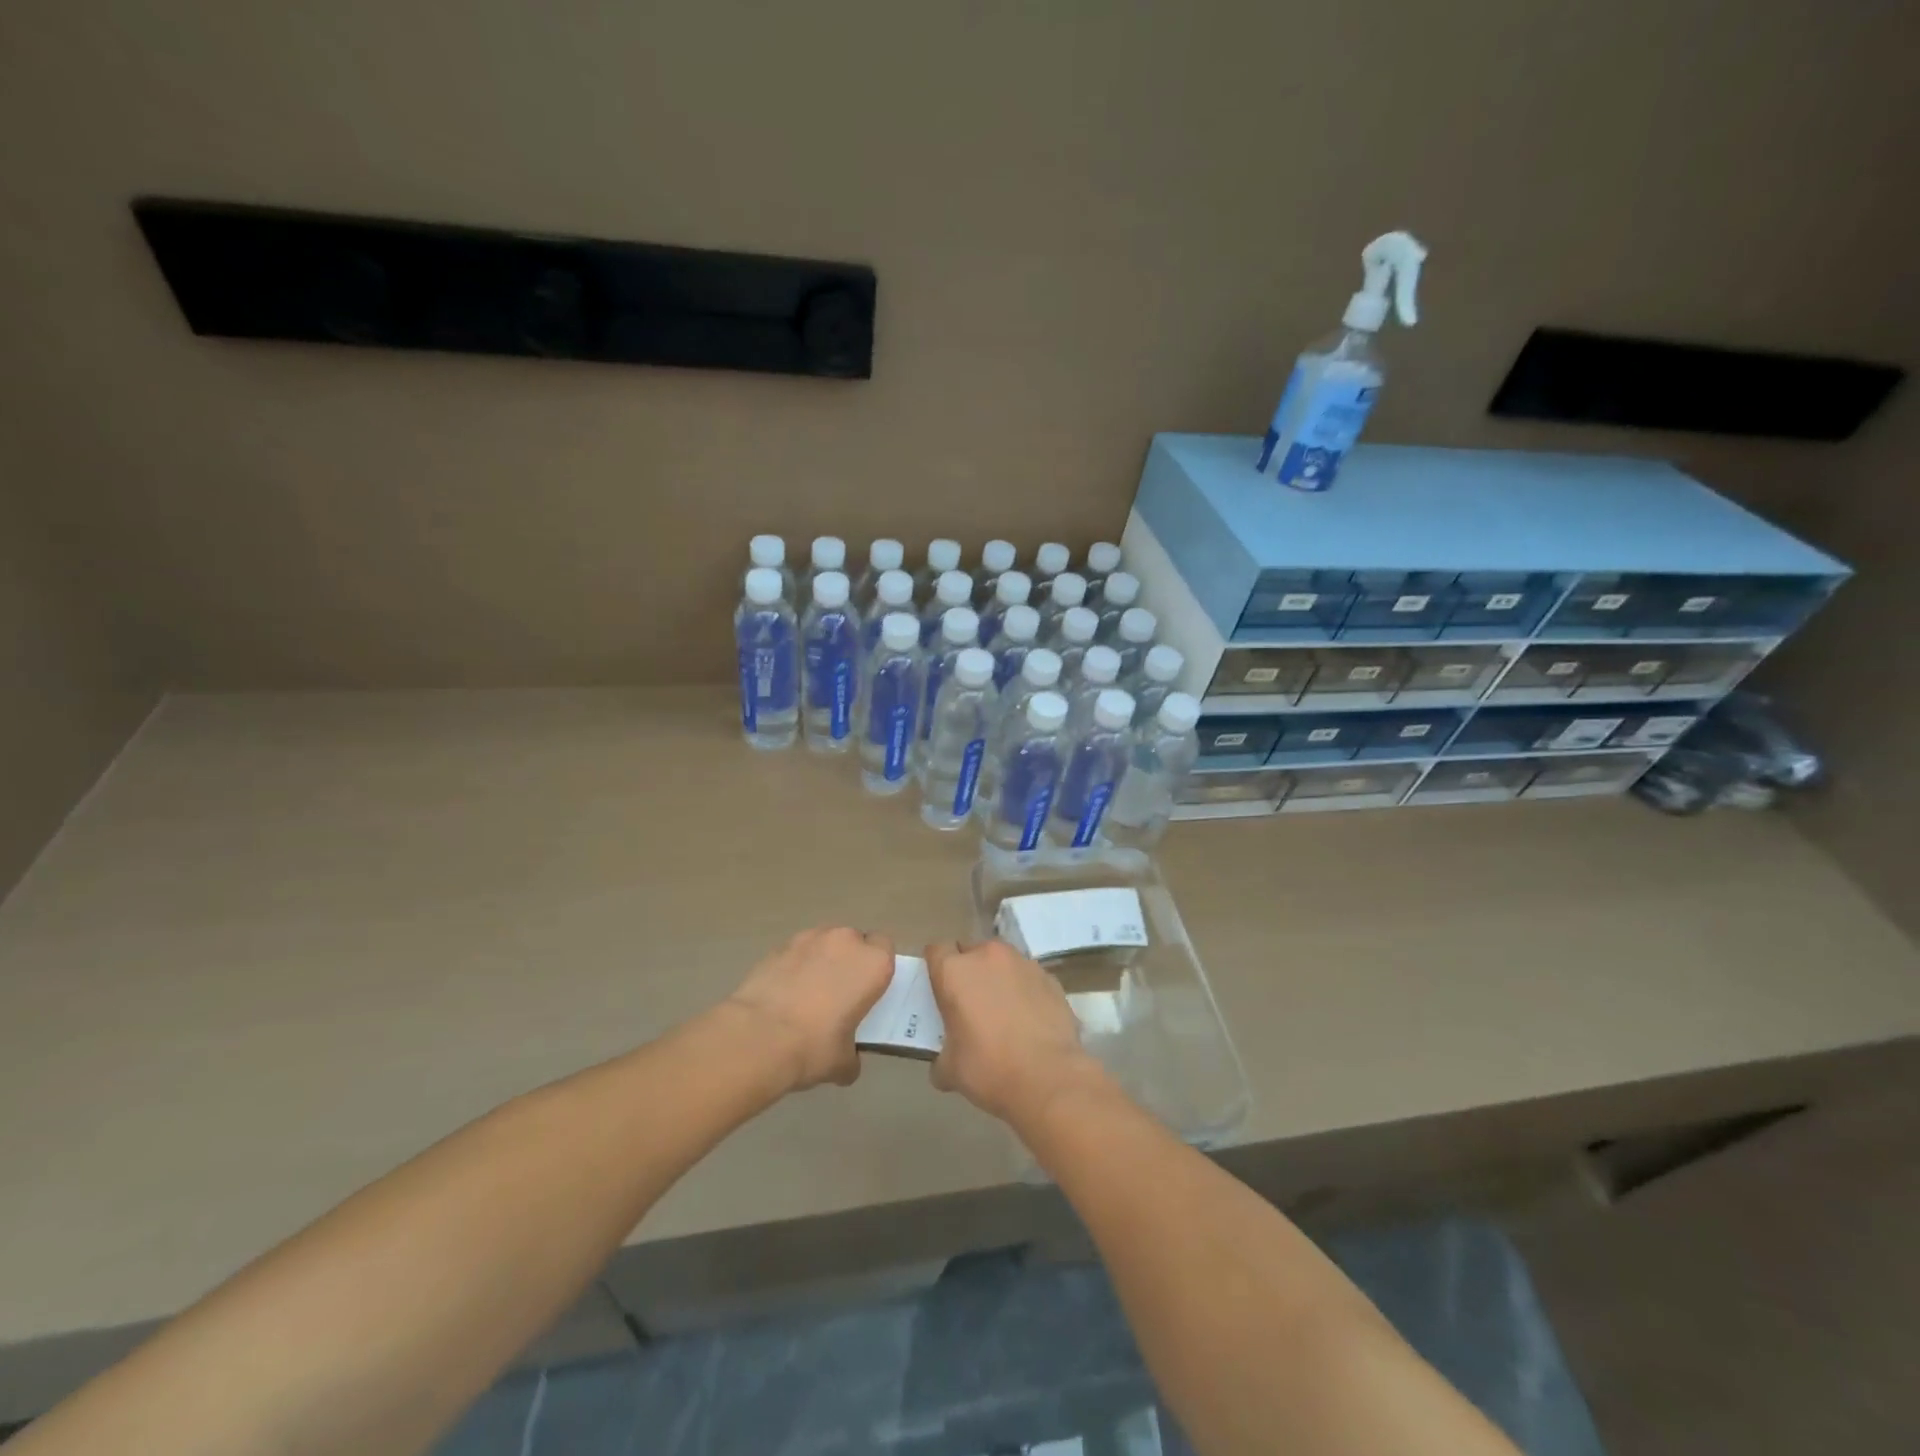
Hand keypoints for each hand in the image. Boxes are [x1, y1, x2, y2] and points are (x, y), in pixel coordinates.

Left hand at [727, 927, 895, 1091]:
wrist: (758, 1036)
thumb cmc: (814, 1046)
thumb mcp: (843, 1062)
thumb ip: (852, 1056)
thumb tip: (847, 1063)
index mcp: (873, 963)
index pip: (885, 948)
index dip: (876, 967)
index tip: (868, 989)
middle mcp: (845, 941)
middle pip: (854, 941)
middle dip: (848, 961)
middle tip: (839, 993)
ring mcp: (810, 938)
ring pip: (824, 942)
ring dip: (821, 960)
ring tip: (807, 993)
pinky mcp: (779, 946)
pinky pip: (796, 952)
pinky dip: (794, 966)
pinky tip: (783, 993)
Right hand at [924, 940, 1111, 1126]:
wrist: (1049, 1077)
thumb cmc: (989, 1068)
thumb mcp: (950, 1070)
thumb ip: (941, 1057)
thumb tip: (942, 1066)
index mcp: (955, 971)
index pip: (936, 951)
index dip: (937, 968)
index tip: (940, 990)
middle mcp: (987, 956)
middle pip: (970, 951)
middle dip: (968, 971)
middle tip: (970, 1004)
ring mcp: (1022, 963)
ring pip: (1002, 962)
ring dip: (998, 978)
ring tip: (1004, 1011)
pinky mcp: (1050, 977)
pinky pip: (1028, 978)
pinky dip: (1025, 991)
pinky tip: (1029, 1020)